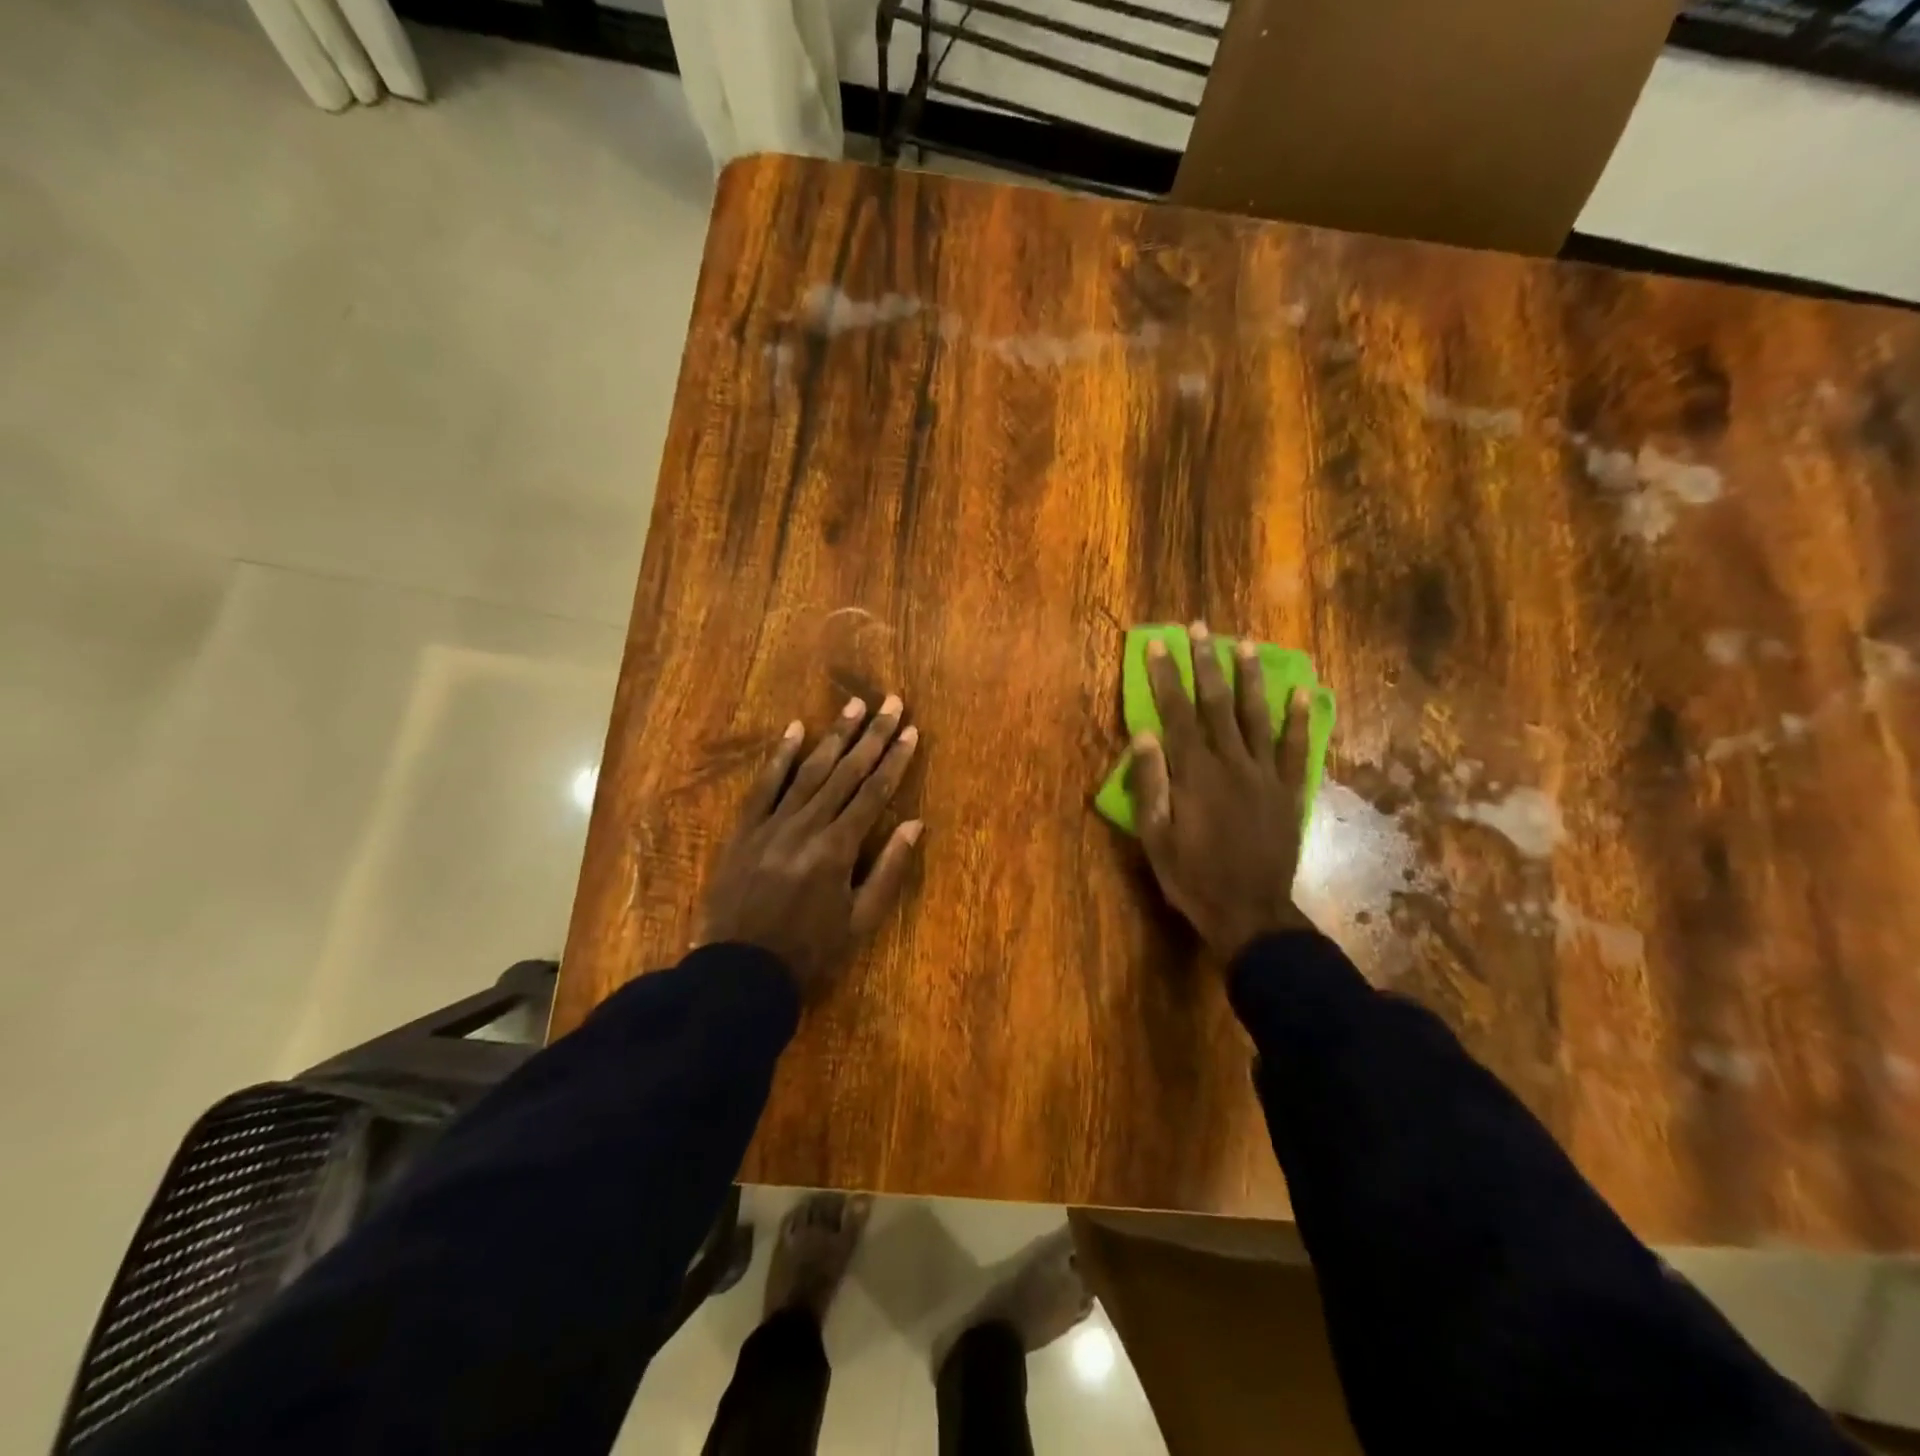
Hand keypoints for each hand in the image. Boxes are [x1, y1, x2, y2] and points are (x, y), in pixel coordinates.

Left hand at [699, 695, 923, 999]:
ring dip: (834, 736)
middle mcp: (807, 827)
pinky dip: (781, 756)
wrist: (739, 974)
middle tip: (890, 702)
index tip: (911, 730)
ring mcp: (772, 825)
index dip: (895, 760)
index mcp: (838, 850)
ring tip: (854, 706)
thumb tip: (916, 824)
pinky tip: (796, 729)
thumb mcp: (860, 922)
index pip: (874, 793)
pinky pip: (764, 786)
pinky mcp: (745, 830)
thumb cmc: (810, 953)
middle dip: (871, 735)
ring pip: (809, 771)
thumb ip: (889, 870)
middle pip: (845, 772)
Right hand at [1128, 623, 1314, 960]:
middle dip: (1204, 662)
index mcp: (1194, 773)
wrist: (1249, 912)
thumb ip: (1151, 783)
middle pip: (1215, 703)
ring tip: (1245, 644)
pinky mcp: (1289, 790)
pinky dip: (1299, 719)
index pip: (1176, 713)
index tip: (1157, 645)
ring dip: (1249, 677)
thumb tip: (1144, 734)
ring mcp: (1265, 774)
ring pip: (1256, 715)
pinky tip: (1302, 692)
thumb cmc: (1192, 876)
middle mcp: (1230, 762)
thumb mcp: (1155, 835)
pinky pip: (1296, 748)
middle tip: (1199, 628)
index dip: (1165, 676)